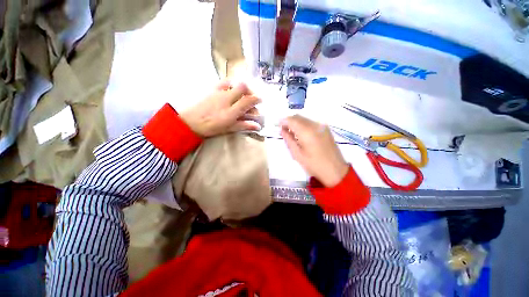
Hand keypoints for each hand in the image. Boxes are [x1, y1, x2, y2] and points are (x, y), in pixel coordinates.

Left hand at [179, 81, 261, 136]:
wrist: (190, 122)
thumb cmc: (211, 127)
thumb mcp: (229, 128)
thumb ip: (244, 125)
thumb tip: (257, 126)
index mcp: (231, 111)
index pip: (248, 101)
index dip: (257, 99)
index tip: (260, 100)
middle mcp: (226, 99)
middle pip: (242, 87)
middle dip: (250, 90)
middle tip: (252, 97)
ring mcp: (218, 92)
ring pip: (234, 83)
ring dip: (241, 87)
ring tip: (242, 94)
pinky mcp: (211, 89)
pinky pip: (224, 82)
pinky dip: (231, 84)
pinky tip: (231, 90)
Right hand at [281, 115, 348, 187]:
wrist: (335, 170)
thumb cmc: (314, 165)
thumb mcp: (297, 154)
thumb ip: (289, 140)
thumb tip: (282, 130)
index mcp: (307, 132)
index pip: (292, 120)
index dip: (283, 121)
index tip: (278, 125)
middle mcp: (315, 125)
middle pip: (298, 117)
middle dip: (289, 121)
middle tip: (284, 130)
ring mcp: (322, 126)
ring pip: (305, 119)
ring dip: (296, 123)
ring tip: (292, 133)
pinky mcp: (326, 129)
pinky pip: (311, 122)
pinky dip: (304, 125)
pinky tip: (302, 134)